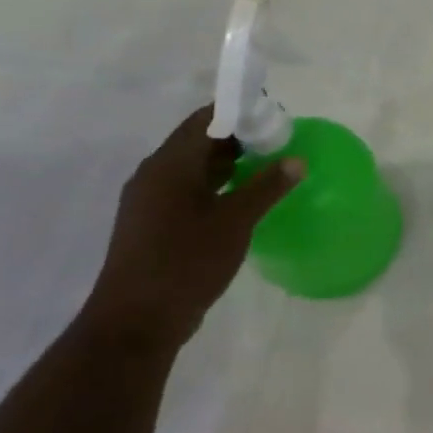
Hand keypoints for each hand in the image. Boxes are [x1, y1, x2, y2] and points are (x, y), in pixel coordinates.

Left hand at [85, 106, 302, 353]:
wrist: (136, 322)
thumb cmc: (186, 262)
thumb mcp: (235, 222)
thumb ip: (267, 187)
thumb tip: (296, 160)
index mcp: (169, 165)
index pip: (206, 119)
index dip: (240, 111)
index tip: (273, 114)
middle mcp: (154, 174)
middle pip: (198, 139)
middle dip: (238, 135)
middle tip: (277, 139)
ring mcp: (150, 200)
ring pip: (193, 165)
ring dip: (228, 160)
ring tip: (267, 163)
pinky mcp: (152, 222)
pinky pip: (187, 188)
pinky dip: (215, 183)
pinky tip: (241, 196)